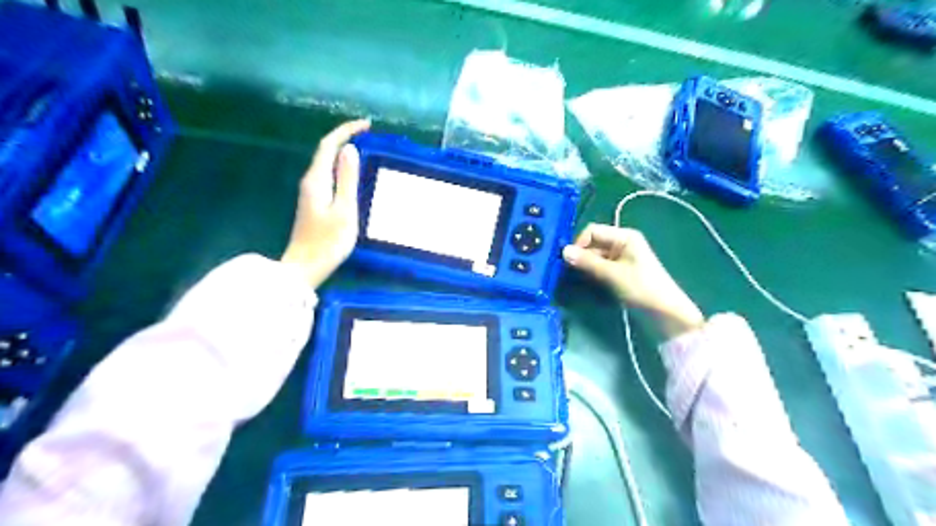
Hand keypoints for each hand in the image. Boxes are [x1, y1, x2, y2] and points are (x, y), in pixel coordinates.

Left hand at [284, 120, 371, 287]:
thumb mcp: (344, 210)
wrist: (305, 268)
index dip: (346, 131)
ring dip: (343, 152)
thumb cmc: (328, 242)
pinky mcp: (314, 203)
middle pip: (325, 151)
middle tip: (369, 135)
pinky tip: (353, 174)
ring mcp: (310, 193)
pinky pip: (328, 176)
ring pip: (326, 163)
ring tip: (365, 149)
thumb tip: (350, 150)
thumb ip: (347, 179)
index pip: (329, 145)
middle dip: (345, 137)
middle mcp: (310, 181)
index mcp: (317, 180)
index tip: (367, 125)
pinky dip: (341, 167)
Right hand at [563, 224, 702, 338]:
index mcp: (624, 237)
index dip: (579, 243)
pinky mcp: (618, 272)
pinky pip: (598, 267)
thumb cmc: (642, 288)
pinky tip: (583, 281)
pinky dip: (590, 272)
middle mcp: (621, 243)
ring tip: (573, 277)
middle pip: (592, 243)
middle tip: (567, 270)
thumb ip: (587, 262)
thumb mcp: (613, 274)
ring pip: (594, 256)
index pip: (592, 231)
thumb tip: (563, 251)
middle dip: (579, 254)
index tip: (569, 261)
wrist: (665, 314)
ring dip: (583, 265)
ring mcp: (620, 258)